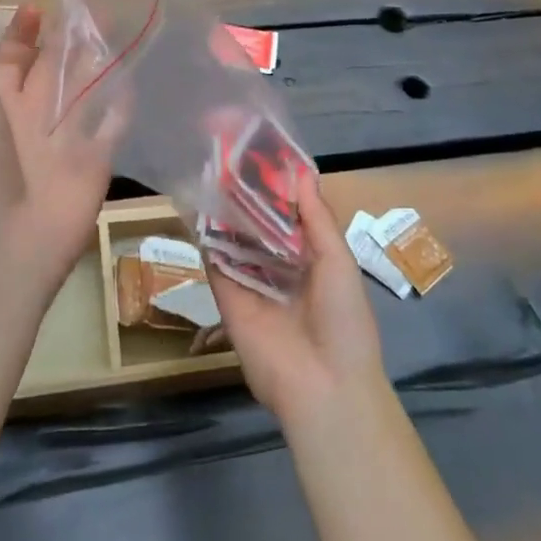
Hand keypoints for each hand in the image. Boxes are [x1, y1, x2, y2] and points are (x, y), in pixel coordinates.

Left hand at [0, 0, 123, 295]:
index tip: (41, 5)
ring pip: (84, 93)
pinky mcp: (95, 163)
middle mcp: (32, 119)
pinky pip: (112, 126)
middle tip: (94, 5)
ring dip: (98, 66)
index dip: (23, 34)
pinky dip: (122, 105)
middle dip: (68, 41)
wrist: (6, 250)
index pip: (12, 60)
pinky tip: (138, 79)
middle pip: (53, 72)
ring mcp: (65, 142)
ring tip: (120, 31)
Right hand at [207, 177, 387, 425]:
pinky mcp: (227, 297)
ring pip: (235, 238)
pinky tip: (197, 205)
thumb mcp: (338, 261)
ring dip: (226, 210)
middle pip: (259, 224)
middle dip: (248, 195)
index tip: (263, 154)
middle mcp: (281, 267)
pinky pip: (215, 262)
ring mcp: (252, 282)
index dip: (278, 188)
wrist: (323, 385)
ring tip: (211, 170)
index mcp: (312, 259)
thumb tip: (301, 173)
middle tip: (229, 156)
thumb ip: (317, 218)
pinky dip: (206, 236)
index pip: (291, 216)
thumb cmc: (343, 319)